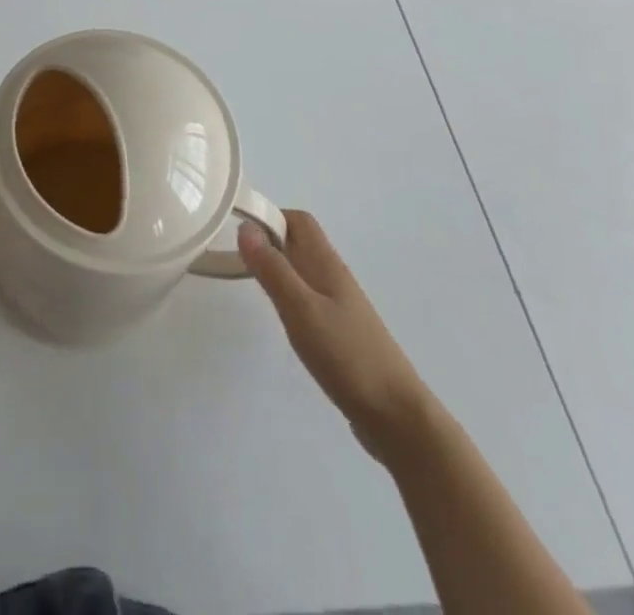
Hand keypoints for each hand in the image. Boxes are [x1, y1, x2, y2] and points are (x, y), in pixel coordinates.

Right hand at [239, 211, 424, 458]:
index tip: (239, 233)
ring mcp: (339, 305)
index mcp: (326, 263)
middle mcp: (333, 276)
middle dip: (269, 242)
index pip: (298, 221)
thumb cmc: (346, 356)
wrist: (396, 416)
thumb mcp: (301, 309)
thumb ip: (273, 269)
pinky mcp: (340, 332)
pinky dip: (290, 296)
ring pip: (303, 271)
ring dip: (278, 268)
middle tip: (237, 258)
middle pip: (299, 243)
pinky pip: (309, 297)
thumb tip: (246, 226)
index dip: (270, 218)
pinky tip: (281, 318)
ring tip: (252, 285)